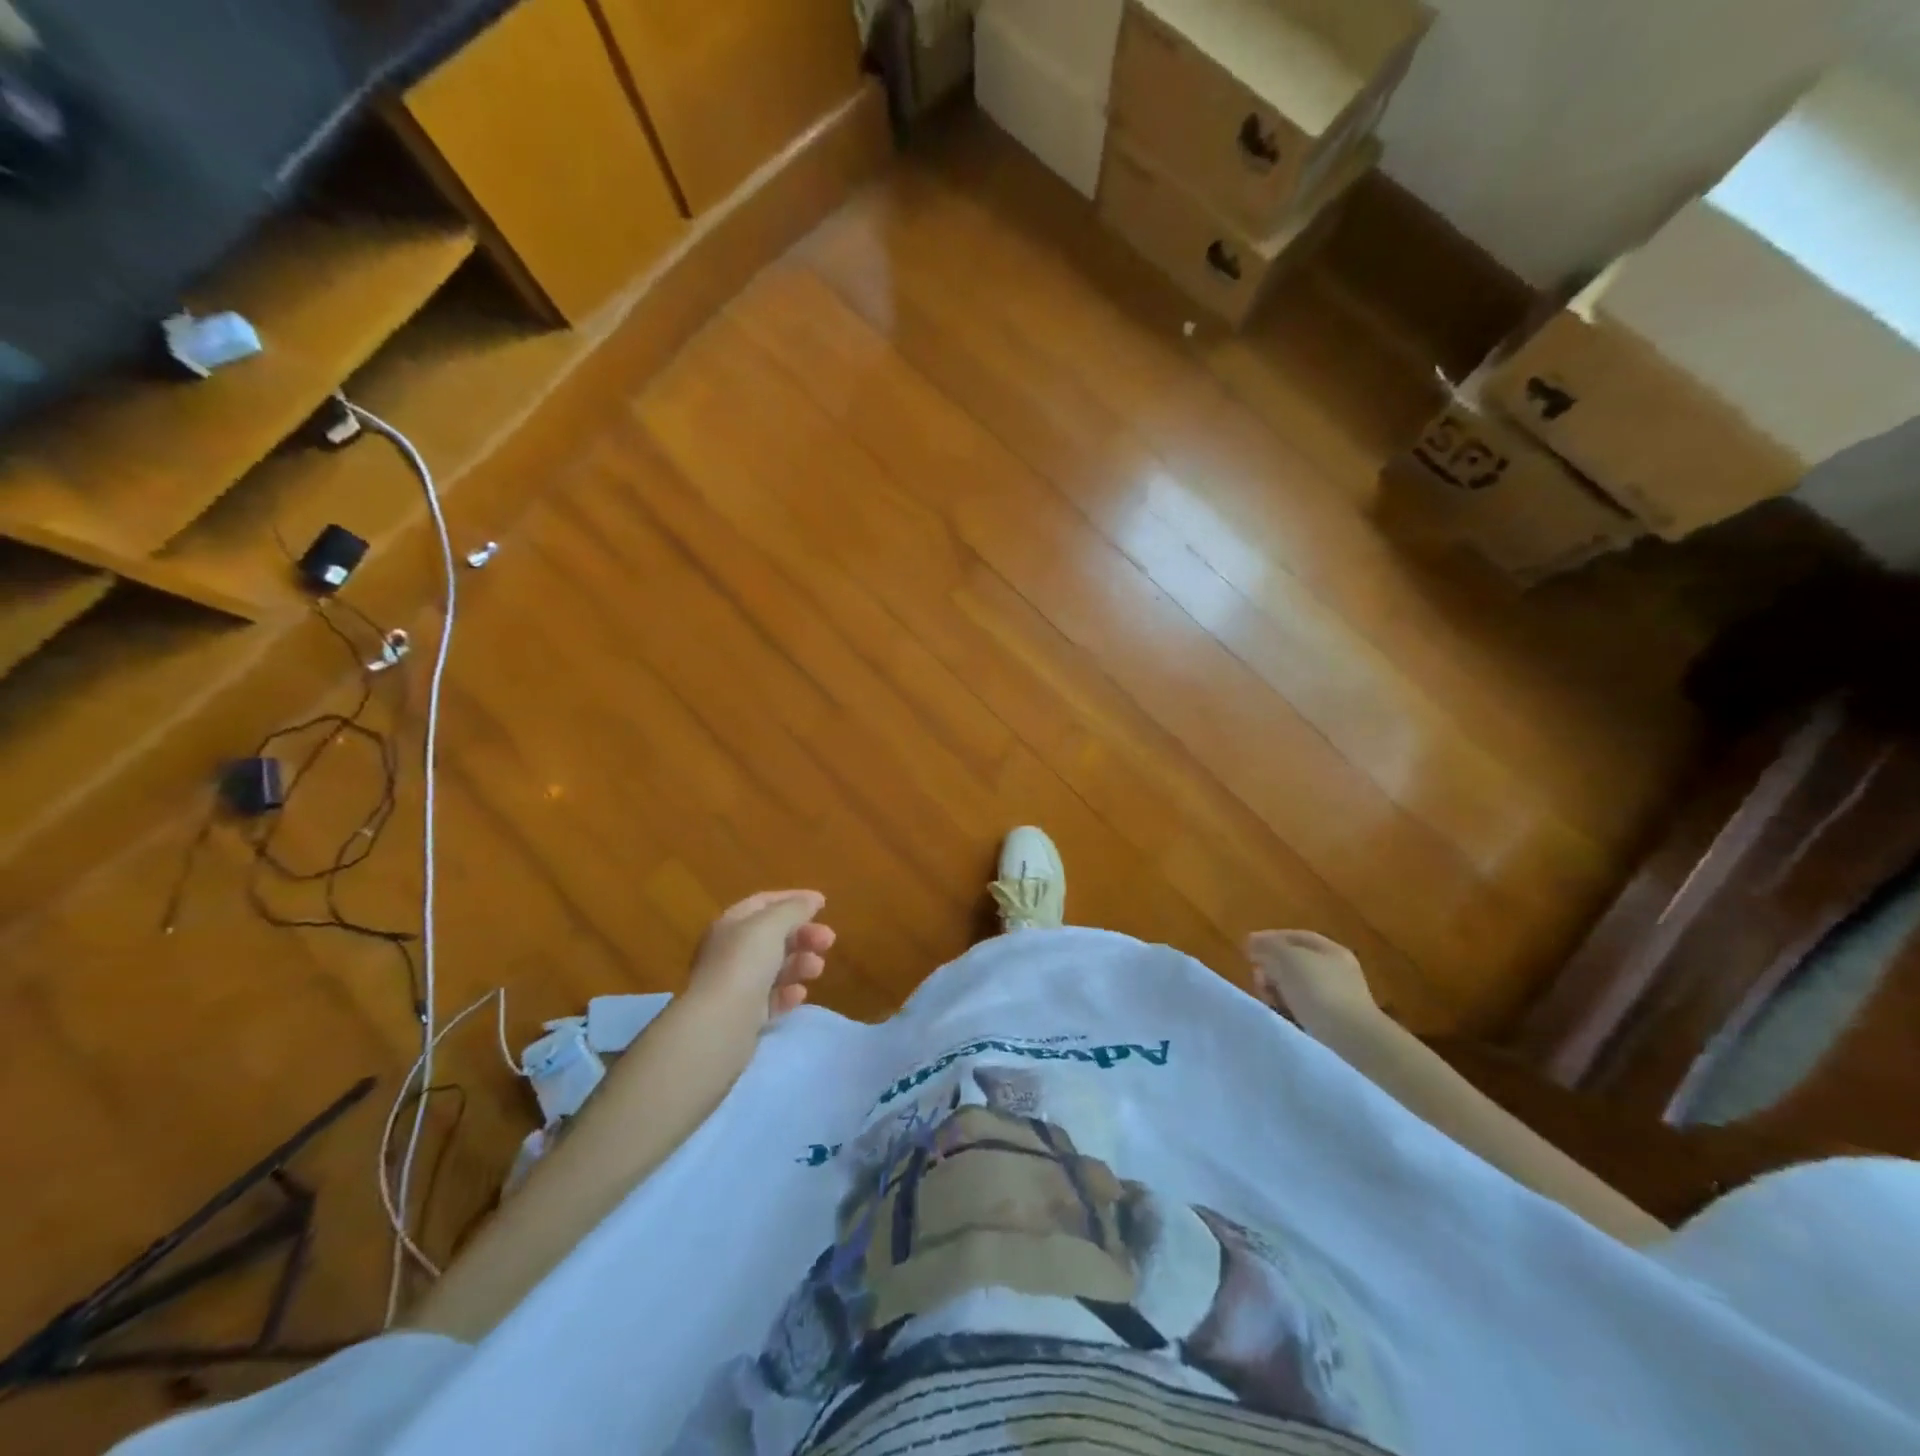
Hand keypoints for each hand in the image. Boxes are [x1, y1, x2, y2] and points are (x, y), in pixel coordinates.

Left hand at [686, 890, 834, 1027]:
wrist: (720, 1024)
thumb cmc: (744, 963)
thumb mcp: (772, 925)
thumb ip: (794, 908)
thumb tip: (812, 900)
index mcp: (730, 924)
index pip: (763, 903)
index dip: (793, 899)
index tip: (823, 904)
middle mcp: (729, 951)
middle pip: (773, 936)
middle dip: (803, 935)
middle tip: (828, 941)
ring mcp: (735, 984)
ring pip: (775, 967)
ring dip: (800, 963)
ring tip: (817, 969)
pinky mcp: (743, 1015)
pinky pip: (771, 998)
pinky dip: (788, 993)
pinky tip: (799, 994)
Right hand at [1246, 930, 1379, 1033]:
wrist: (1351, 1039)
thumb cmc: (1318, 989)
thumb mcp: (1288, 958)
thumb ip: (1268, 946)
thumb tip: (1253, 941)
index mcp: (1331, 950)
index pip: (1295, 937)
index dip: (1269, 938)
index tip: (1247, 948)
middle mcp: (1336, 971)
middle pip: (1294, 963)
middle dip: (1271, 967)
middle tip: (1256, 976)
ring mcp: (1336, 998)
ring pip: (1295, 987)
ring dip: (1276, 989)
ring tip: (1267, 998)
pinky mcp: (1332, 1023)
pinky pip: (1301, 1008)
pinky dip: (1287, 1008)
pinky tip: (1280, 1013)